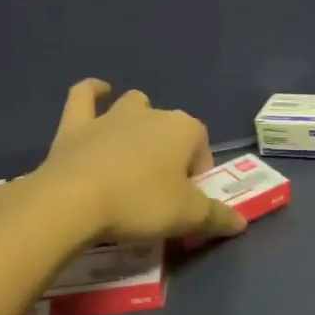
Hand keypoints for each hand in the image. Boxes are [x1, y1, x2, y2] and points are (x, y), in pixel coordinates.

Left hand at [30, 79, 246, 243]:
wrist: (74, 201)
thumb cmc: (141, 203)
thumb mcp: (189, 217)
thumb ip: (218, 217)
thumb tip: (240, 223)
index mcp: (184, 129)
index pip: (202, 145)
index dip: (198, 171)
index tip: (188, 198)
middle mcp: (152, 114)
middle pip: (170, 127)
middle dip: (171, 150)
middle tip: (161, 187)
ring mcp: (111, 116)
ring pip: (134, 105)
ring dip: (139, 120)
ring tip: (135, 150)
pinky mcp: (76, 124)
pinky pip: (84, 96)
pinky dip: (92, 92)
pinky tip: (99, 91)